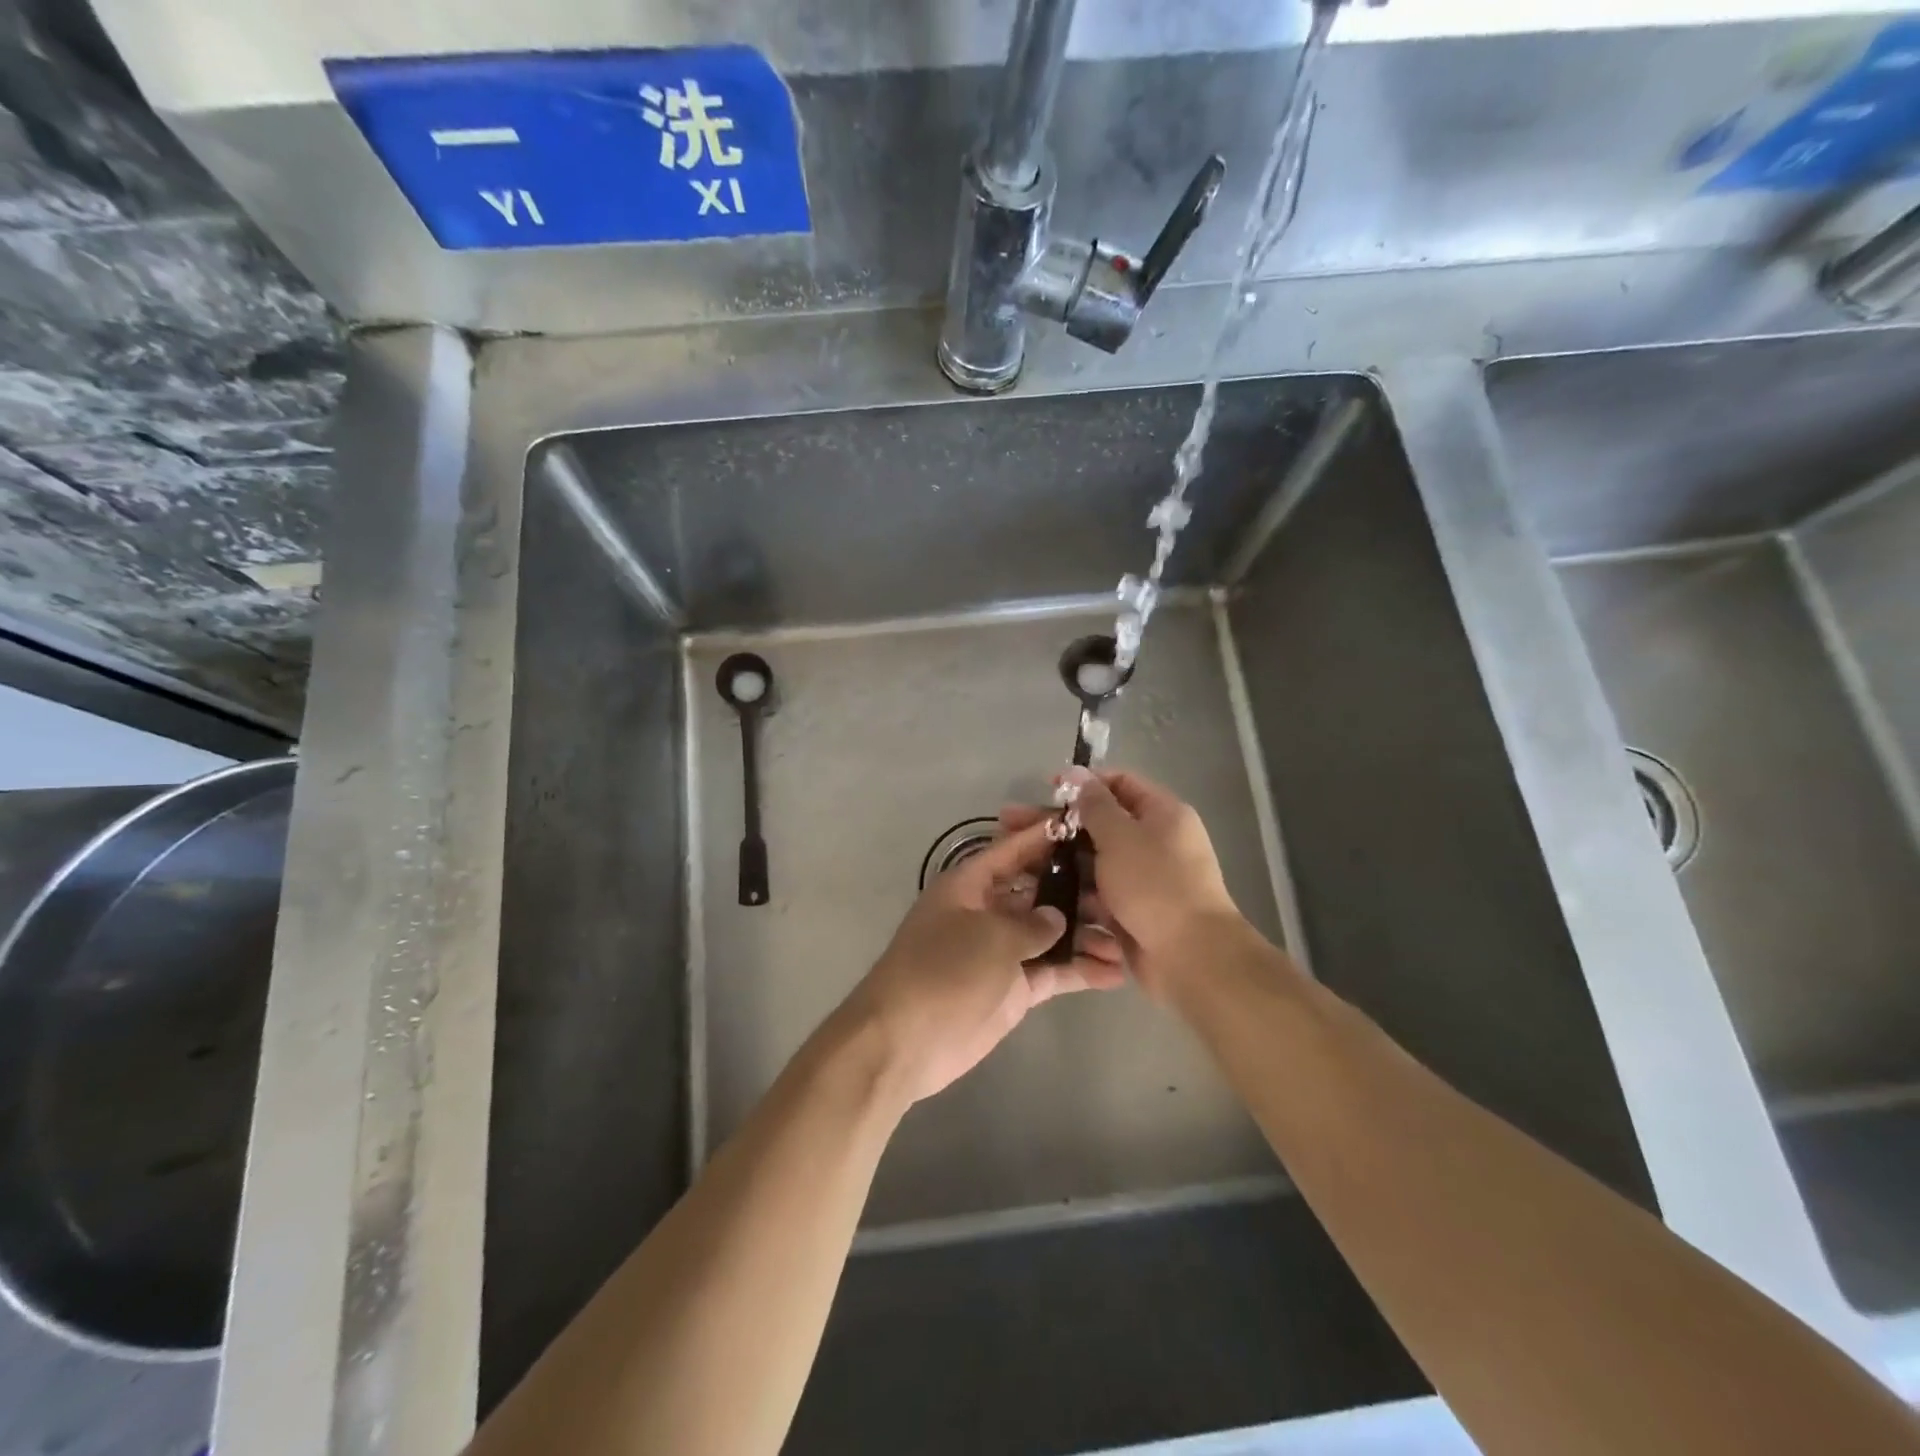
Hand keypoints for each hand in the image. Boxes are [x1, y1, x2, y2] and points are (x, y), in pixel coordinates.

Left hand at [839, 819, 1125, 1104]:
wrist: (906, 1041)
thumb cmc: (944, 970)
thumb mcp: (991, 936)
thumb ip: (1032, 923)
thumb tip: (1059, 918)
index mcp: (970, 884)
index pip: (1013, 850)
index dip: (1046, 837)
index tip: (1086, 826)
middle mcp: (987, 911)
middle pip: (1038, 891)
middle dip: (1077, 890)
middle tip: (1122, 891)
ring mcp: (1002, 951)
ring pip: (1050, 933)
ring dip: (1085, 935)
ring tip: (1125, 938)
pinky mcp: (1014, 988)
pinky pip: (1052, 972)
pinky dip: (1079, 971)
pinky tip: (1115, 973)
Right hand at [1001, 768, 1243, 1001]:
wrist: (1191, 957)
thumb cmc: (1155, 885)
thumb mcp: (1121, 836)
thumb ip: (1095, 804)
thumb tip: (1077, 772)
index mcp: (1163, 814)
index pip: (1120, 782)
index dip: (1083, 783)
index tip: (1047, 790)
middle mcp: (1156, 841)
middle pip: (1101, 823)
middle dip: (1059, 824)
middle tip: (1012, 824)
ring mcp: (1144, 878)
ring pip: (1095, 861)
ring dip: (1061, 861)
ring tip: (1019, 862)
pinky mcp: (1133, 910)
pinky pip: (1099, 893)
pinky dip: (1075, 892)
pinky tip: (1039, 893)